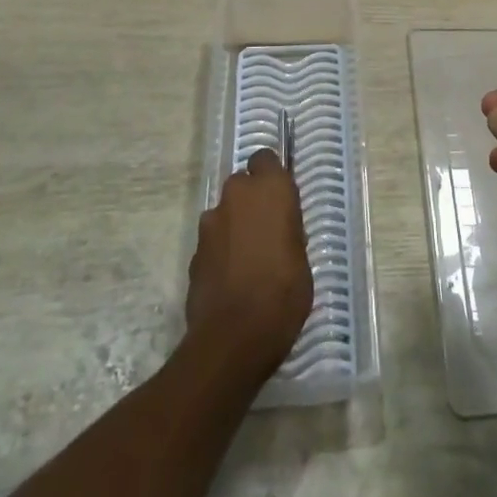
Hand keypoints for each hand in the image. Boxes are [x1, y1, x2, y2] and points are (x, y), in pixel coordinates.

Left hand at [186, 149, 312, 380]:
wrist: (232, 337)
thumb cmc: (283, 293)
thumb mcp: (302, 258)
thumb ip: (287, 231)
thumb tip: (278, 230)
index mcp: (270, 189)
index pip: (264, 158)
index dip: (270, 175)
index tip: (279, 198)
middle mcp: (237, 195)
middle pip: (242, 185)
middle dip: (251, 202)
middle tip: (266, 232)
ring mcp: (210, 223)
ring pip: (225, 214)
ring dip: (234, 227)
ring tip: (248, 262)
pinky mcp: (194, 252)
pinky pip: (213, 242)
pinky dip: (220, 253)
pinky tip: (231, 281)